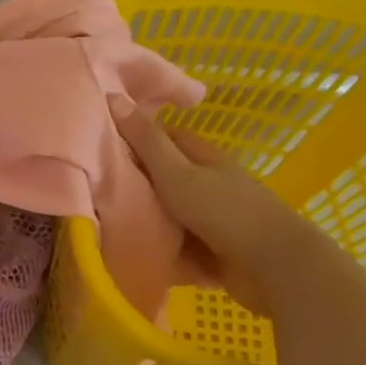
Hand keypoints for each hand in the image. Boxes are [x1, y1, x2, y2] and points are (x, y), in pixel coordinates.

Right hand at [115, 98, 330, 317]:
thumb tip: (113, 96)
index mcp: (202, 157)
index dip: (132, 136)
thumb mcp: (176, 173)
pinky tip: (129, 251)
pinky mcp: (210, 249)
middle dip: (132, 181)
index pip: (162, 136)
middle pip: (161, 176)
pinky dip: (157, 247)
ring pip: (166, 212)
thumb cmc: (223, 212)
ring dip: (143, 218)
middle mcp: (207, 182)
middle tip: (92, 187)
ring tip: (102, 221)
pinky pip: (174, 244)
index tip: (98, 144)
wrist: (272, 267)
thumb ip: (146, 141)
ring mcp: (210, 217)